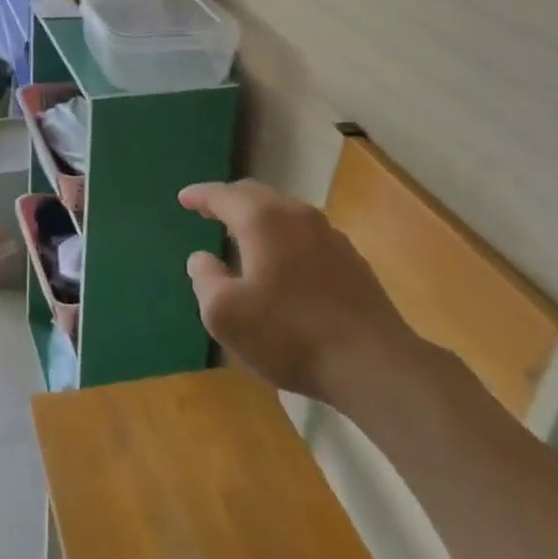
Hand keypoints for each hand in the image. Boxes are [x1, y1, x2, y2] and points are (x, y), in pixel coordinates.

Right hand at [179, 180, 422, 414]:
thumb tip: (202, 258)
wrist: (373, 363)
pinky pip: (305, 235)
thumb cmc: (289, 334)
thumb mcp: (225, 314)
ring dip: (259, 219)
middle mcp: (296, 215)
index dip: (200, 195)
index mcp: (262, 219)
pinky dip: (284, 238)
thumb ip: (205, 279)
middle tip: (209, 211)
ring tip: (243, 236)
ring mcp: (330, 235)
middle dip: (229, 201)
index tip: (183, 198)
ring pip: (284, 213)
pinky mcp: (351, 260)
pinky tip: (282, 263)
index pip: (223, 195)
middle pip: (256, 195)